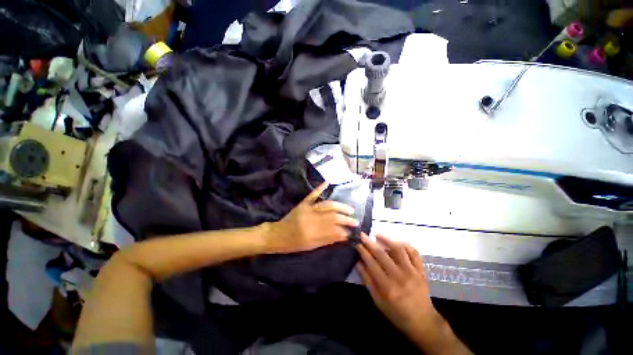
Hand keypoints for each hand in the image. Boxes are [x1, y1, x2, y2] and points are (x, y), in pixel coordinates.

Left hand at [265, 182, 358, 253]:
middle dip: (346, 219)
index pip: (334, 230)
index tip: (352, 232)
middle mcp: (312, 219)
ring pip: (327, 205)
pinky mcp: (303, 203)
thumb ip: (327, 240)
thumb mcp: (311, 246)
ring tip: (349, 209)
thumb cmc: (294, 243)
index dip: (345, 231)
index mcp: (313, 232)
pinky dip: (320, 188)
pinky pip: (312, 194)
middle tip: (355, 221)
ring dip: (340, 206)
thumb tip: (343, 235)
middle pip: (333, 217)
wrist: (278, 235)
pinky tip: (327, 182)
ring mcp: (308, 209)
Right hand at [356, 234, 437, 339]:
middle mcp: (400, 277)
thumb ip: (367, 281)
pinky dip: (404, 245)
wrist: (422, 322)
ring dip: (387, 240)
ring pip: (398, 249)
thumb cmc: (397, 313)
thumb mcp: (378, 301)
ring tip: (378, 235)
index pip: (371, 264)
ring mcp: (412, 272)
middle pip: (382, 254)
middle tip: (362, 235)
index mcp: (387, 287)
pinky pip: (413, 253)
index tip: (357, 243)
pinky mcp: (421, 270)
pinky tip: (396, 242)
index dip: (363, 252)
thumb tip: (358, 262)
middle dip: (370, 243)